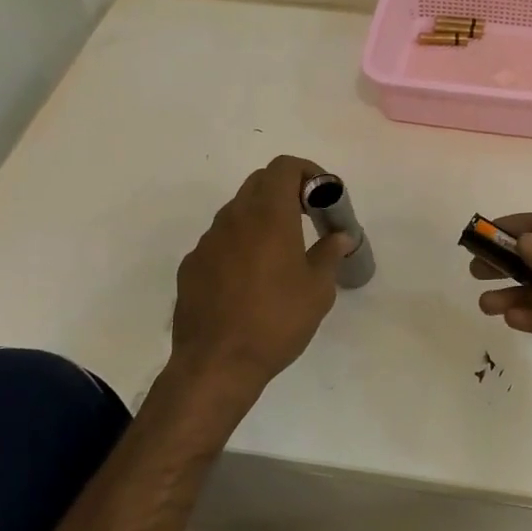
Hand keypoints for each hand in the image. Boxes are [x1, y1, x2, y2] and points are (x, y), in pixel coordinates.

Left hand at [161, 156, 352, 435]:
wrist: (217, 363)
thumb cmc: (276, 321)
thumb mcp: (318, 289)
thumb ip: (329, 254)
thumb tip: (340, 236)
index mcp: (268, 215)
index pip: (284, 167)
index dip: (307, 171)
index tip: (323, 196)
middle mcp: (234, 218)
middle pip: (260, 182)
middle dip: (286, 190)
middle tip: (307, 217)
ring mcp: (208, 241)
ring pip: (238, 210)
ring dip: (262, 217)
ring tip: (281, 251)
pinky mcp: (192, 265)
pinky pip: (221, 240)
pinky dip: (240, 243)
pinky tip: (250, 278)